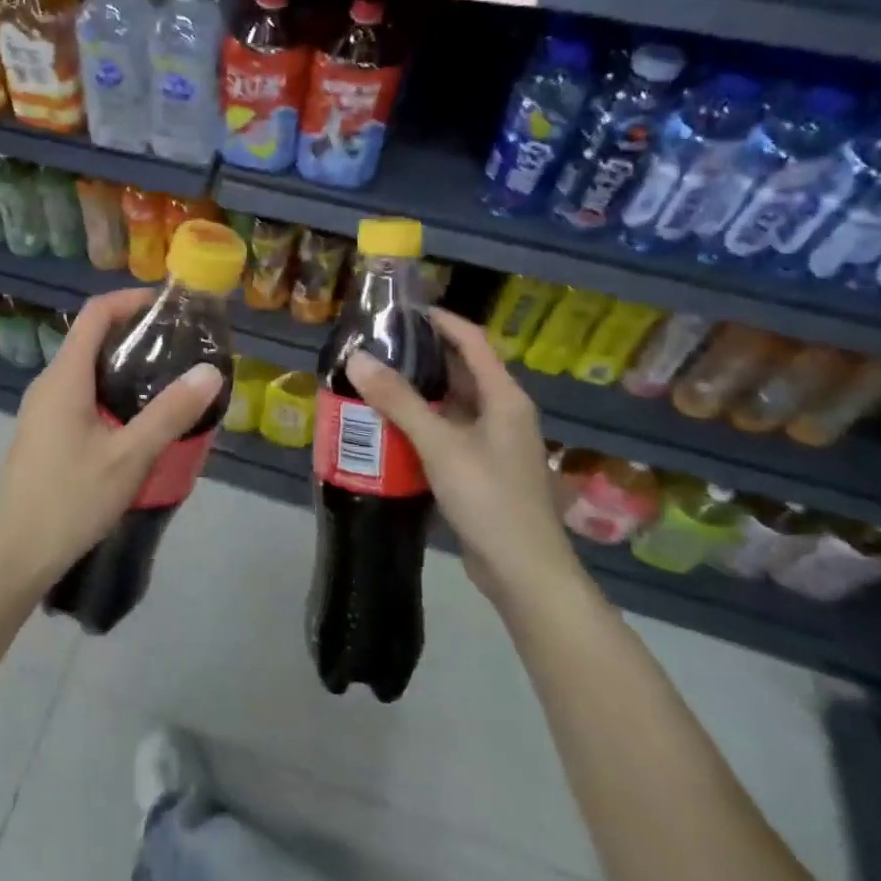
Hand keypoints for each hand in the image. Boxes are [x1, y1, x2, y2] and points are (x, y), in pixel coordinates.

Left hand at [0, 288, 223, 604]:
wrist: (15, 554)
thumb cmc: (70, 500)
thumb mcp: (129, 457)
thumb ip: (170, 413)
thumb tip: (210, 371)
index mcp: (64, 378)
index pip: (95, 314)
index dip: (130, 300)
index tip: (169, 307)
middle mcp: (48, 384)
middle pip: (90, 338)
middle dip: (134, 333)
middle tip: (179, 346)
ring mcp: (41, 410)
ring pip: (85, 370)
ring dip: (123, 365)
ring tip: (166, 379)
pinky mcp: (43, 434)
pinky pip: (79, 395)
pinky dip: (110, 390)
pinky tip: (136, 419)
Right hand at [345, 307, 575, 599]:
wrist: (523, 571)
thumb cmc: (489, 499)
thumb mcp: (441, 446)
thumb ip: (400, 402)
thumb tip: (358, 359)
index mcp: (504, 397)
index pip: (472, 341)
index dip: (441, 320)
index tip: (402, 310)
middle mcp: (502, 413)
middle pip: (461, 370)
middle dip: (422, 356)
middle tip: (377, 347)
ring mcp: (493, 443)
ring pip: (452, 404)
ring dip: (418, 392)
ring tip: (374, 381)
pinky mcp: (480, 469)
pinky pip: (447, 432)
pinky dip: (420, 424)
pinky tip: (388, 427)